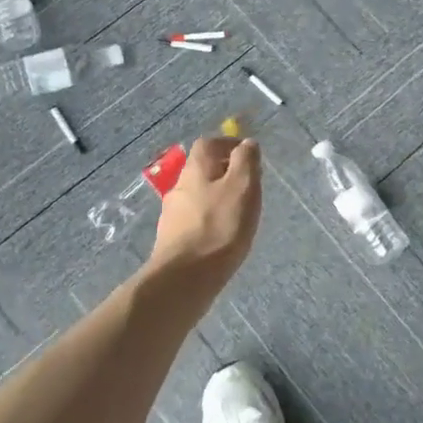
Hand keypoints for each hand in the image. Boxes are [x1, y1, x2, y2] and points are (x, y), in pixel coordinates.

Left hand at [146, 137, 262, 287]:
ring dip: (217, 198)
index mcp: (195, 169)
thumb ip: (246, 161)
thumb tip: (246, 143)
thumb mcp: (242, 186)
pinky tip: (223, 236)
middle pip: (202, 170)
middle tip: (249, 186)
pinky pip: (195, 219)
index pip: (209, 143)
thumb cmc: (219, 227)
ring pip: (199, 195)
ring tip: (240, 214)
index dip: (228, 144)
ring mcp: (172, 214)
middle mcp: (179, 186)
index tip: (249, 156)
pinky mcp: (172, 239)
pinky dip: (210, 220)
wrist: (184, 279)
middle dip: (225, 173)